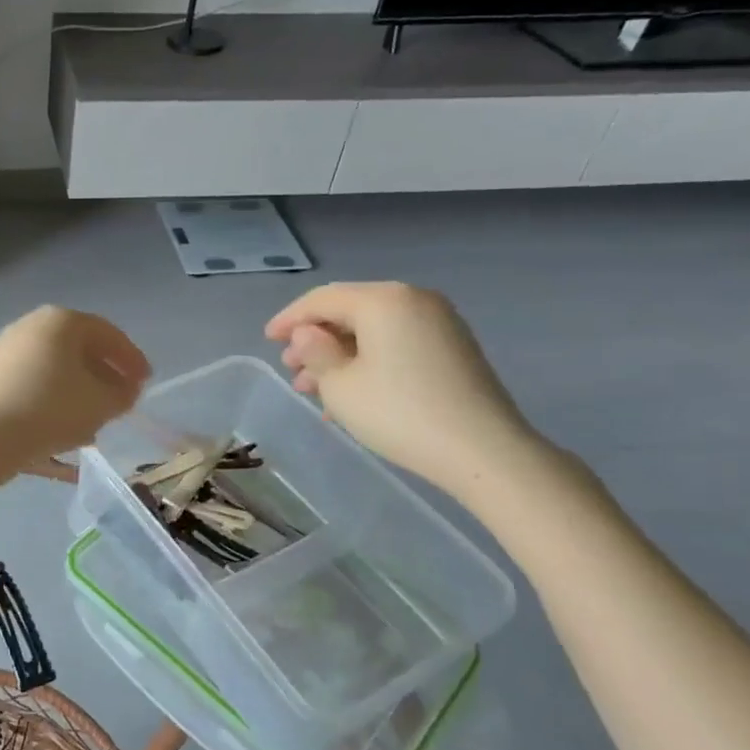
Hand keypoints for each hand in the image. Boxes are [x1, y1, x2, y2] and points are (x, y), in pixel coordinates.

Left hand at [0, 306, 150, 465]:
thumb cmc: (51, 410)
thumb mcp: (101, 404)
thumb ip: (122, 393)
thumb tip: (125, 389)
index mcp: (62, 320)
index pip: (108, 334)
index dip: (132, 359)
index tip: (145, 382)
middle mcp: (32, 324)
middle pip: (79, 347)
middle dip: (104, 373)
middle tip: (121, 397)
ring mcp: (7, 347)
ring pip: (56, 365)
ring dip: (79, 387)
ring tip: (95, 416)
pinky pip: (34, 378)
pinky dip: (54, 394)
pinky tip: (63, 421)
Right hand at [265, 282, 540, 496]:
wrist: (482, 450)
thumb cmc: (398, 413)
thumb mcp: (340, 385)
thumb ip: (315, 352)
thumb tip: (307, 334)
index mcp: (384, 300)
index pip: (323, 299)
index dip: (290, 318)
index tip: (267, 339)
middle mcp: (414, 300)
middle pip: (350, 311)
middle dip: (316, 339)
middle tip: (291, 368)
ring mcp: (439, 323)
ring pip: (373, 330)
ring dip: (339, 354)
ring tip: (314, 388)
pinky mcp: (452, 348)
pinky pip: (396, 343)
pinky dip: (367, 361)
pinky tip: (350, 392)